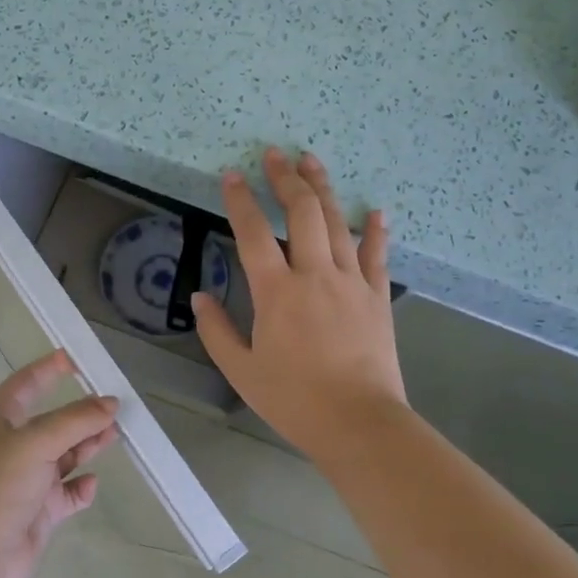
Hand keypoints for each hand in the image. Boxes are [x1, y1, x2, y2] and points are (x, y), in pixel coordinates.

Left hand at [0, 351, 119, 577]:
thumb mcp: (36, 443)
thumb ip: (75, 420)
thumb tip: (110, 402)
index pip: (25, 384)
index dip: (48, 368)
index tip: (77, 357)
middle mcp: (11, 447)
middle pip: (51, 421)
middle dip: (81, 412)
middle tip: (115, 404)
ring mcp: (25, 481)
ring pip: (63, 455)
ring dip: (87, 445)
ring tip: (115, 434)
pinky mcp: (37, 512)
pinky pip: (66, 494)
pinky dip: (80, 487)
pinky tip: (92, 483)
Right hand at [193, 149, 407, 460]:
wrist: (359, 423)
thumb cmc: (294, 399)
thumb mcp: (241, 371)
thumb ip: (217, 330)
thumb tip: (199, 296)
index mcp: (276, 292)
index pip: (253, 233)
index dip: (240, 200)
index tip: (231, 175)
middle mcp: (314, 275)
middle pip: (301, 213)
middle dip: (285, 179)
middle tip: (275, 154)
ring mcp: (351, 282)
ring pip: (337, 223)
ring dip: (322, 189)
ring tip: (311, 161)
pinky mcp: (377, 297)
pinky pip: (377, 255)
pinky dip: (375, 231)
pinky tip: (376, 211)